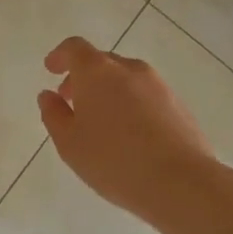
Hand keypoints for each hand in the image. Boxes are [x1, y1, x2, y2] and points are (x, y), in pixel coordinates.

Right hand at [38, 37, 217, 218]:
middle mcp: (128, 69)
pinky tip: (132, 136)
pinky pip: (147, 96)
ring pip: (126, 79)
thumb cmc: (115, 161)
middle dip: (84, 78)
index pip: (74, 48)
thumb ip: (53, 114)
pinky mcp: (180, 106)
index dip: (60, 56)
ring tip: (104, 123)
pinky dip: (133, 105)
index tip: (51, 70)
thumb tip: (49, 96)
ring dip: (110, 91)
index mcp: (97, 71)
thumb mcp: (69, 143)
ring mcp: (159, 86)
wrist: (184, 185)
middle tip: (73, 102)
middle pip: (101, 62)